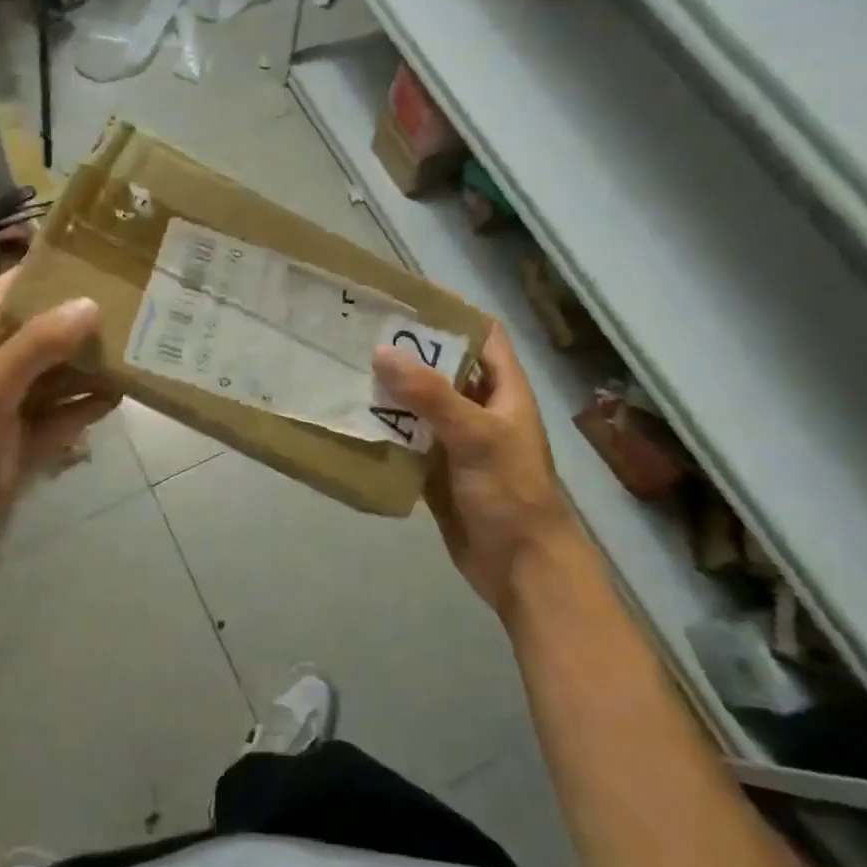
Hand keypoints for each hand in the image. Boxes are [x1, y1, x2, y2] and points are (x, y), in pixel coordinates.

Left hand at [0, 269, 117, 588]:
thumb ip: (39, 343)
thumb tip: (90, 304)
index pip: (6, 292)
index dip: (42, 273)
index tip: (91, 259)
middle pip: (40, 332)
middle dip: (79, 321)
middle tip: (131, 305)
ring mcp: (9, 407)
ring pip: (56, 376)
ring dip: (89, 366)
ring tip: (136, 348)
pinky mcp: (25, 441)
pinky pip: (63, 416)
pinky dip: (87, 408)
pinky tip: (119, 398)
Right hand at [372, 323, 579, 620]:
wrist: (519, 566)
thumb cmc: (511, 492)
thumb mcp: (476, 436)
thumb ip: (431, 395)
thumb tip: (382, 352)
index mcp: (503, 390)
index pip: (482, 335)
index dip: (451, 314)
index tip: (406, 300)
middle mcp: (480, 408)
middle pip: (443, 367)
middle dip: (407, 352)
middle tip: (360, 333)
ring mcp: (457, 440)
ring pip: (420, 404)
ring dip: (389, 391)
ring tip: (346, 369)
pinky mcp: (436, 469)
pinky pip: (406, 440)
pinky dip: (384, 429)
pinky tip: (353, 418)